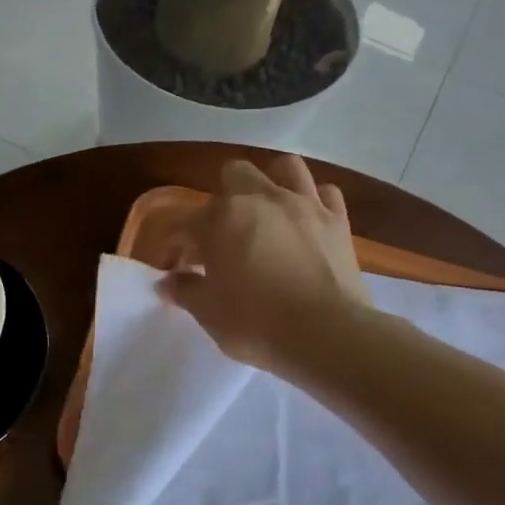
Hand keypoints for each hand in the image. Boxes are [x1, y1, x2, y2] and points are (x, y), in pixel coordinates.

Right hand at [158, 155, 368, 374]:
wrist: (326, 336)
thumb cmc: (256, 324)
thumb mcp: (208, 313)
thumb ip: (185, 291)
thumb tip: (166, 282)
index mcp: (221, 219)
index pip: (184, 224)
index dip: (174, 246)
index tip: (174, 269)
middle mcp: (261, 199)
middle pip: (234, 175)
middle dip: (221, 199)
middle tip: (221, 235)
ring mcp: (304, 204)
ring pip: (284, 168)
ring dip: (270, 184)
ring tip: (265, 211)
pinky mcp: (337, 220)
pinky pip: (325, 192)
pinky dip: (313, 200)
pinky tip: (305, 220)